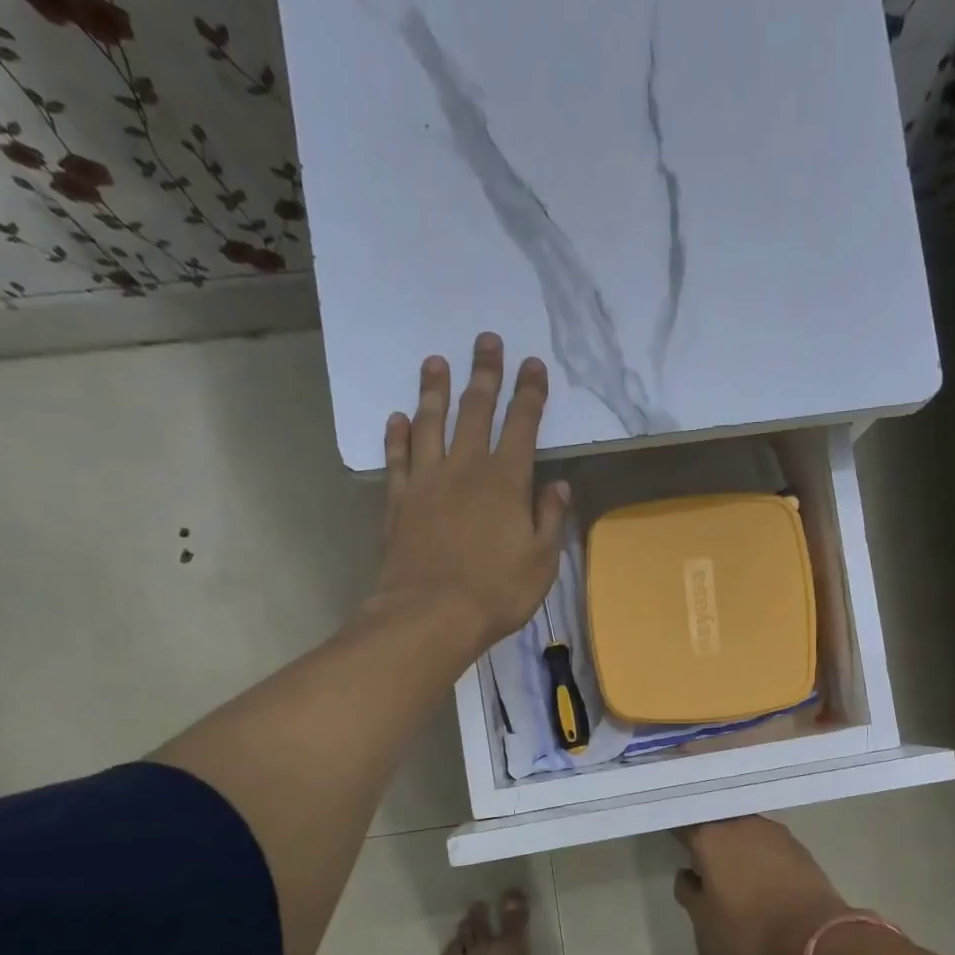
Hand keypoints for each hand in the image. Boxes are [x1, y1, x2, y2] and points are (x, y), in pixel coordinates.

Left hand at [371, 332, 570, 658]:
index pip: (522, 425)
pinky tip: (397, 418)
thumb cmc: (497, 591)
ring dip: (434, 391)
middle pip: (475, 411)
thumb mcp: (542, 560)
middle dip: (484, 374)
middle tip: (486, 340)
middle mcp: (465, 469)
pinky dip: (396, 437)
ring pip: (430, 425)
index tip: (533, 365)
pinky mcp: (398, 502)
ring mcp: (426, 482)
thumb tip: (559, 486)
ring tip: (435, 361)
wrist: (431, 614)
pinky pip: (396, 460)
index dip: (529, 394)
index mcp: (506, 481)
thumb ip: (550, 518)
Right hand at [674, 817, 852, 954]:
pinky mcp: (794, 841)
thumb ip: (688, 890)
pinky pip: (765, 839)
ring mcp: (769, 829)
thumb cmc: (749, 928)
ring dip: (735, 842)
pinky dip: (758, 849)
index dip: (677, 834)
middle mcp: (738, 823)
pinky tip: (760, 870)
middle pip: (715, 822)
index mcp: (709, 837)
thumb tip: (688, 874)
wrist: (812, 934)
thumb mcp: (704, 919)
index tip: (676, 845)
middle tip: (703, 858)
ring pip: (742, 828)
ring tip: (733, 866)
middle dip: (708, 836)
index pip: (684, 825)